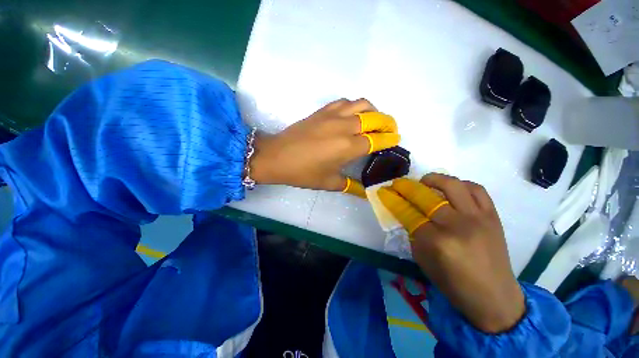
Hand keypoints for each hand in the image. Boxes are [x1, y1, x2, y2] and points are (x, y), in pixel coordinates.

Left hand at [250, 99, 399, 196]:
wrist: (276, 157)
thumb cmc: (302, 172)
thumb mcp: (328, 182)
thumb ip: (350, 186)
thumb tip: (365, 192)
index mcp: (348, 147)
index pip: (377, 139)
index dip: (389, 139)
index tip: (395, 140)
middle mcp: (344, 127)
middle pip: (375, 117)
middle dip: (387, 122)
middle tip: (390, 130)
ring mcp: (332, 116)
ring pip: (361, 104)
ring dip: (373, 110)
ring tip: (374, 120)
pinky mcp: (322, 111)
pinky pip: (344, 102)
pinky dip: (354, 105)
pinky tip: (353, 115)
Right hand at [378, 175, 525, 332]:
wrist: (493, 296)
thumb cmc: (452, 283)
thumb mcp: (422, 259)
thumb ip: (412, 232)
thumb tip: (404, 211)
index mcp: (437, 242)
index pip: (408, 213)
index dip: (393, 200)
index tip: (385, 192)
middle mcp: (457, 226)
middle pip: (426, 196)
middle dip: (406, 187)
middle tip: (398, 183)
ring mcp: (478, 218)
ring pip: (452, 185)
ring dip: (433, 179)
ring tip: (424, 181)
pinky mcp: (493, 216)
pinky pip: (476, 189)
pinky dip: (460, 184)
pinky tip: (451, 189)